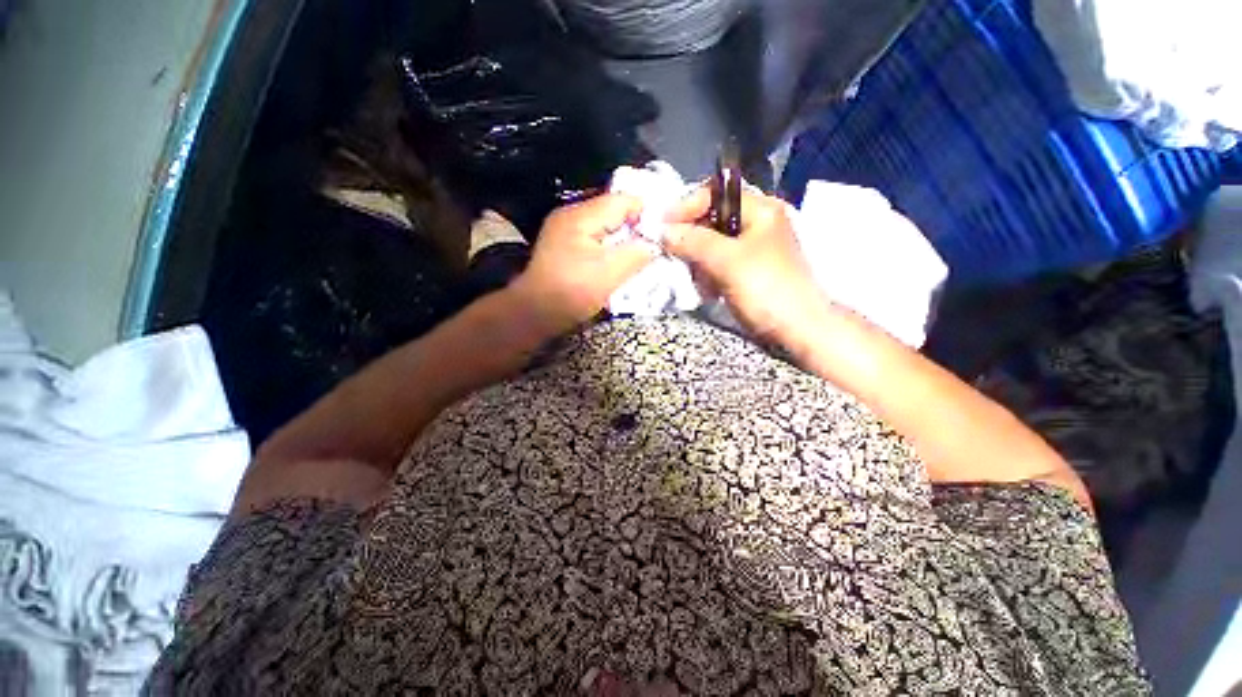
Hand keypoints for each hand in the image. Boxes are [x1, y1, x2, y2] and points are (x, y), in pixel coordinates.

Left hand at [511, 194, 656, 336]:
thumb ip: (637, 253)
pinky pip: (597, 239)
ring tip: (641, 255)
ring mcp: (566, 231)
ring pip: (606, 227)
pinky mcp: (565, 247)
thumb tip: (656, 242)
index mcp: (581, 216)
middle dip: (636, 228)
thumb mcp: (609, 273)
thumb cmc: (571, 292)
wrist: (534, 314)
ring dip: (624, 240)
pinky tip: (619, 262)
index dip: (647, 213)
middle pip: (614, 212)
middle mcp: (572, 216)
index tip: (664, 233)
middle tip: (655, 246)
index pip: (623, 200)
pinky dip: (611, 248)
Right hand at [663, 186, 828, 342]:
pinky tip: (706, 288)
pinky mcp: (746, 271)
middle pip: (710, 219)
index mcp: (760, 209)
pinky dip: (706, 273)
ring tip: (695, 278)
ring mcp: (751, 248)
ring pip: (711, 243)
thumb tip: (661, 230)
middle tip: (674, 254)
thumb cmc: (765, 288)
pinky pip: (717, 263)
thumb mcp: (726, 260)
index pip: (714, 193)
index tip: (663, 226)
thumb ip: (692, 241)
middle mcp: (756, 223)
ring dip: (697, 259)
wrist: (796, 330)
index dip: (686, 206)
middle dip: (690, 237)